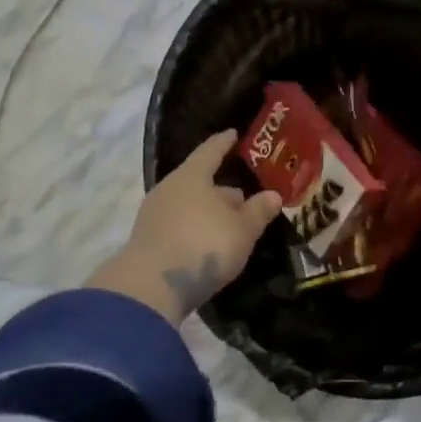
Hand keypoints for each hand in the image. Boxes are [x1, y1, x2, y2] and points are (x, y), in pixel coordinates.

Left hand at [87, 130, 282, 323]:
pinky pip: (178, 225)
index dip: (223, 143)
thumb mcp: (241, 230)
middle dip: (221, 188)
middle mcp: (169, 189)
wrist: (150, 287)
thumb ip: (258, 211)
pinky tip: (207, 242)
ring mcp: (154, 215)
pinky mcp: (147, 241)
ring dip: (207, 212)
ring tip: (228, 224)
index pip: (211, 151)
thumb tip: (273, 194)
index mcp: (192, 176)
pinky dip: (194, 229)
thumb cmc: (203, 245)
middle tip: (243, 197)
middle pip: (199, 181)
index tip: (233, 134)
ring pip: (188, 205)